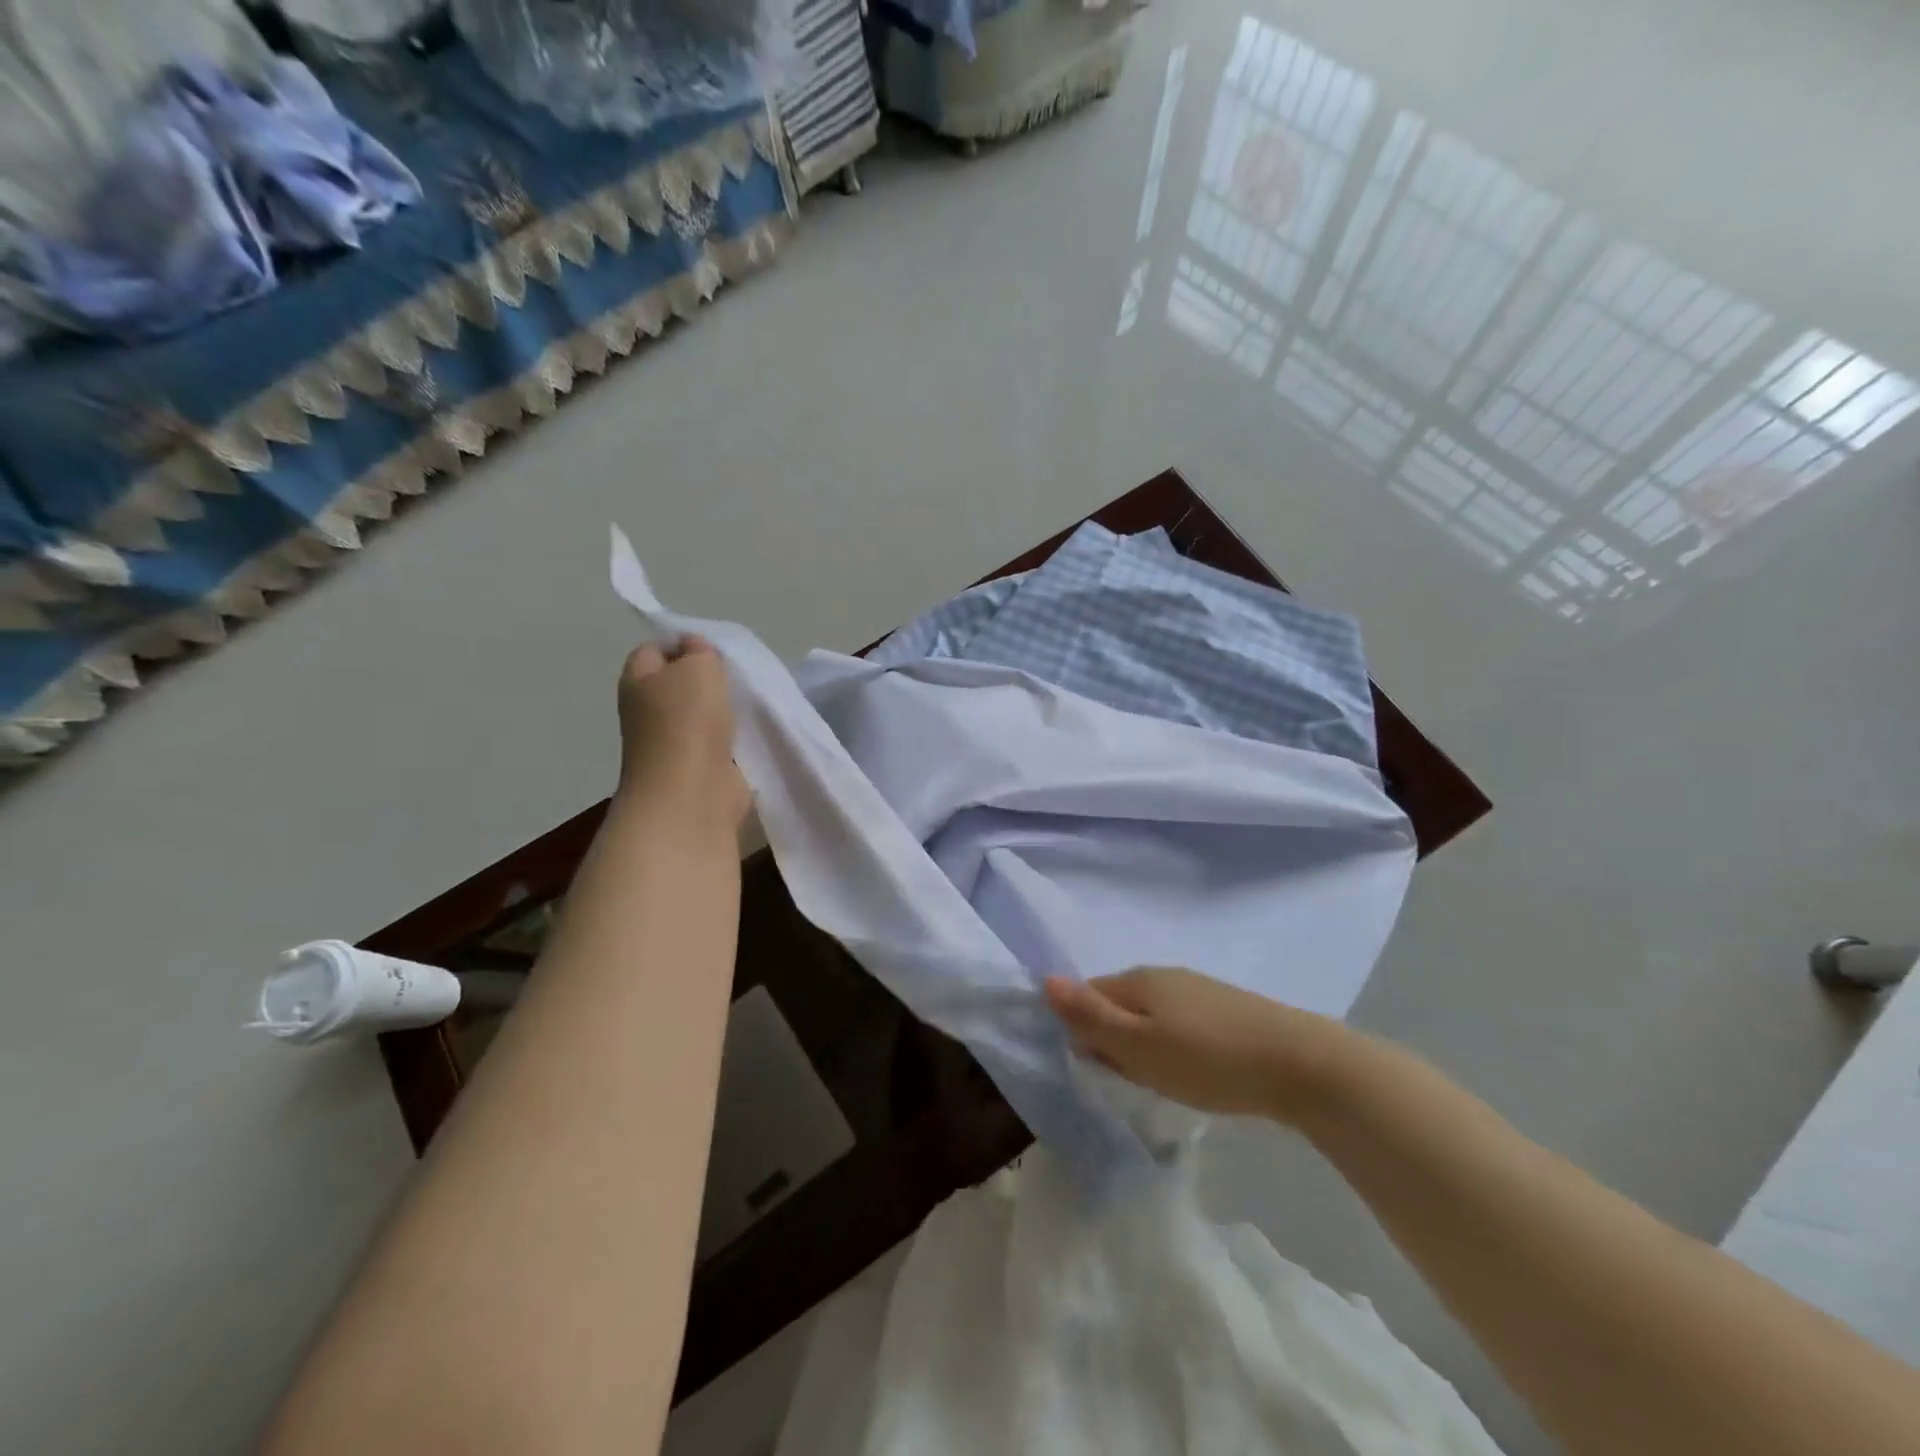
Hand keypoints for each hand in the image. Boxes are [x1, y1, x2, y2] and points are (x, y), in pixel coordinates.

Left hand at [615, 636, 748, 826]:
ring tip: (747, 704)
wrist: (692, 792)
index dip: (683, 644)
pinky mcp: (696, 768)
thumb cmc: (688, 721)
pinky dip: (732, 738)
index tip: (715, 651)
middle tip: (736, 677)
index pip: (654, 650)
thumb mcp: (697, 666)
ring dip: (723, 710)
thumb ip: (699, 650)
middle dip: (708, 679)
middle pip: (678, 683)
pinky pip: (716, 742)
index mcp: (637, 681)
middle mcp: (647, 711)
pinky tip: (750, 734)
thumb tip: (695, 648)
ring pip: (699, 715)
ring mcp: (670, 743)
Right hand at [1044, 967, 1359, 1123]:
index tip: (1096, 1068)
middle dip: (1113, 1040)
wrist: (1300, 1064)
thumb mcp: (1138, 1045)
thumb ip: (1090, 1016)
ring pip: (1151, 1016)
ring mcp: (1198, 990)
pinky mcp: (1227, 1010)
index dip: (1081, 1029)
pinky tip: (1195, 1072)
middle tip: (1130, 1081)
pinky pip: (1181, 1024)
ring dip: (1145, 1046)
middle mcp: (1164, 976)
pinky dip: (1175, 1047)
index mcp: (1137, 980)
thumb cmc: (1208, 1059)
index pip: (1087, 994)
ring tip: (1162, 1082)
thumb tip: (1044, 980)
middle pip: (1118, 1004)